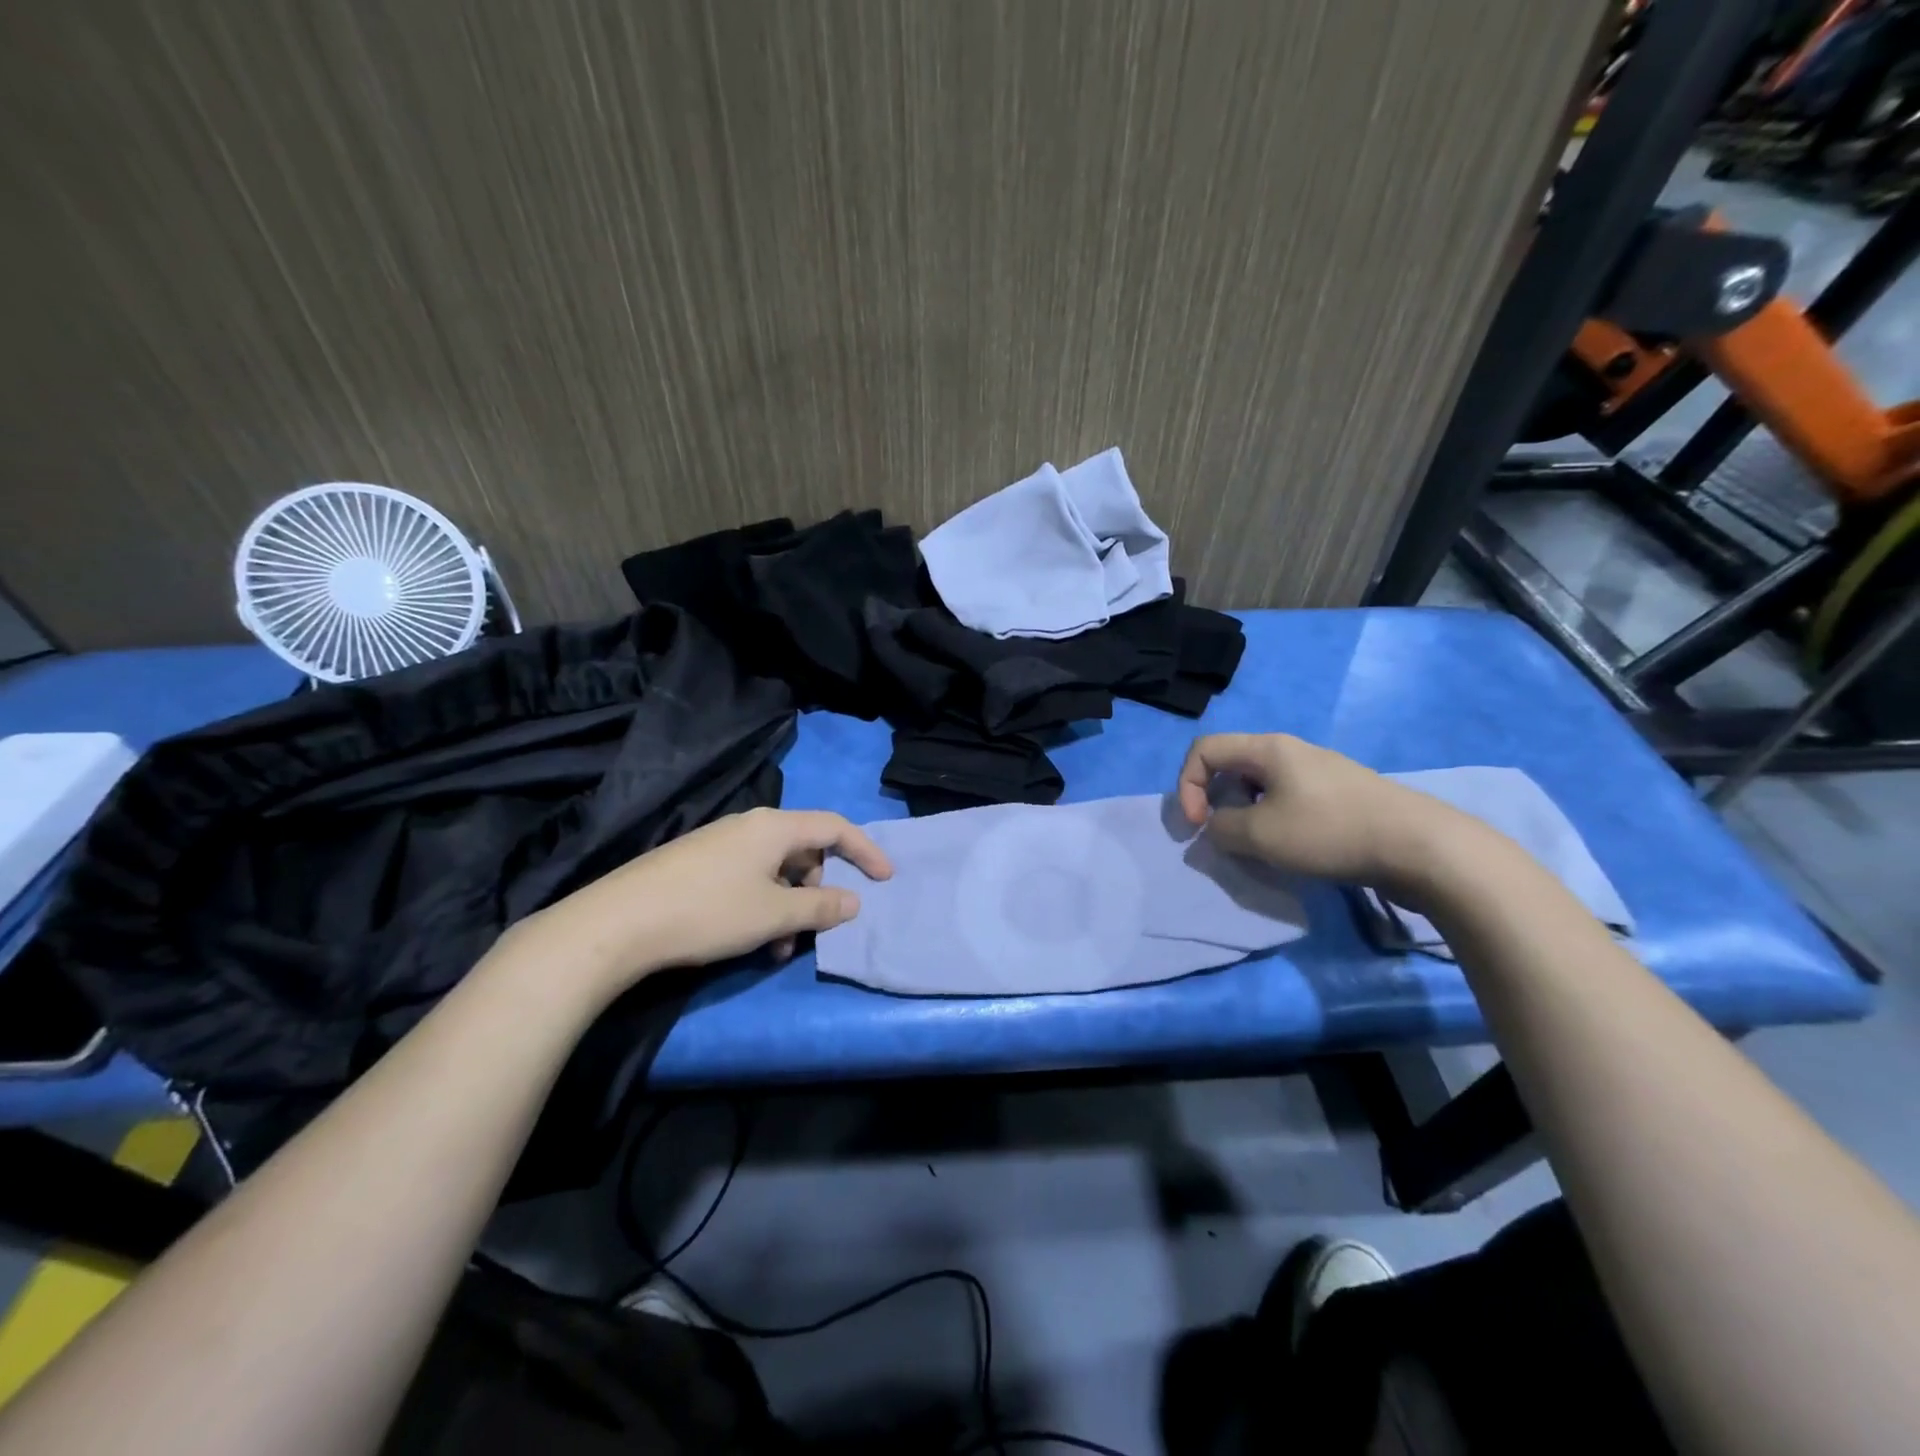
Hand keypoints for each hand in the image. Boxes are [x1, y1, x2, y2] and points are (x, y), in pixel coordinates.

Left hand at [509, 808, 892, 996]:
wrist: (616, 924)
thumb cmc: (708, 912)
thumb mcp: (773, 914)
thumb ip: (820, 906)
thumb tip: (853, 901)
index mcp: (774, 827)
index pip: (834, 827)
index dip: (865, 850)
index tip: (886, 878)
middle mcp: (749, 826)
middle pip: (804, 848)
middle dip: (819, 888)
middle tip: (818, 925)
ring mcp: (720, 843)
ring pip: (775, 869)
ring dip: (789, 905)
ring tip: (779, 948)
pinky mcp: (697, 863)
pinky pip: (748, 877)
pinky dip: (762, 905)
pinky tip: (749, 940)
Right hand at [1176, 733, 1464, 891]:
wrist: (1420, 847)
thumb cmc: (1329, 831)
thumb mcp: (1259, 835)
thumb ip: (1221, 828)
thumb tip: (1217, 826)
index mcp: (1267, 748)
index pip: (1204, 750)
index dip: (1186, 786)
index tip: (1197, 825)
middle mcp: (1291, 750)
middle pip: (1231, 765)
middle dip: (1214, 800)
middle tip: (1224, 837)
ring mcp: (1320, 771)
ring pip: (1260, 785)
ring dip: (1245, 815)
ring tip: (1258, 847)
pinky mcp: (1340, 795)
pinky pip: (1288, 799)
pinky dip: (1274, 821)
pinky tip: (1293, 848)